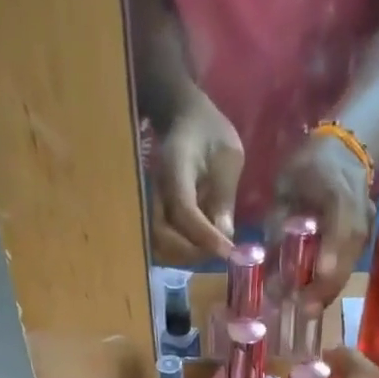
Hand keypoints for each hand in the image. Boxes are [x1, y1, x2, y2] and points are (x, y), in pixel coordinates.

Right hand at [149, 90, 242, 265]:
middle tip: (221, 253)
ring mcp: (149, 204)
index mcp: (174, 169)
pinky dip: (180, 254)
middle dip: (194, 253)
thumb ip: (224, 195)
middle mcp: (154, 190)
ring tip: (211, 250)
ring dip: (186, 257)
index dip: (206, 236)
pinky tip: (200, 247)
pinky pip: (161, 244)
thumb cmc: (211, 134)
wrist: (185, 120)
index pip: (184, 211)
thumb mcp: (228, 157)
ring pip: (159, 247)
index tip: (229, 252)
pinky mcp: (151, 215)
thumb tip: (224, 236)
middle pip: (163, 238)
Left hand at [272, 133, 373, 305]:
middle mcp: (360, 212)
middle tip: (303, 311)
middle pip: (347, 258)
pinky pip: (350, 265)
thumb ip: (277, 227)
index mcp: (338, 192)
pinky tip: (317, 296)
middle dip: (325, 288)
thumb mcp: (284, 188)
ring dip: (329, 290)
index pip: (338, 231)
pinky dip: (333, 282)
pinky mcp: (366, 238)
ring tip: (307, 310)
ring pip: (350, 266)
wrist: (344, 150)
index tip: (309, 288)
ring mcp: (367, 226)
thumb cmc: (306, 167)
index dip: (325, 262)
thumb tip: (268, 274)